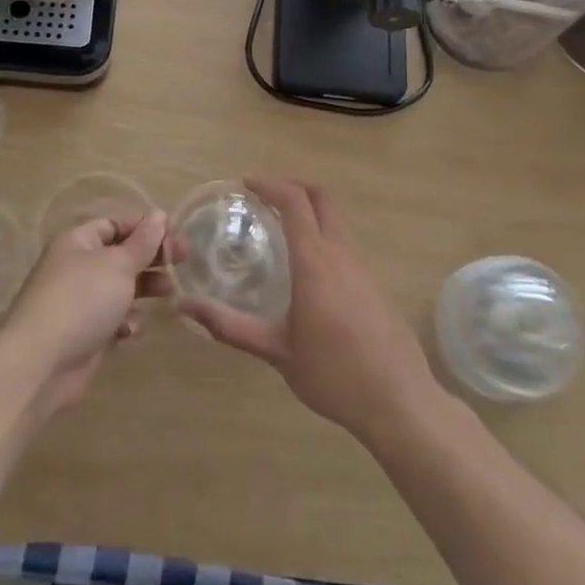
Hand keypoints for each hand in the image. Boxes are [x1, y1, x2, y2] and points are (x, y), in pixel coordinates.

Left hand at [0, 211, 169, 417]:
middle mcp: (77, 266)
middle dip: (151, 257)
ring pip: (121, 287)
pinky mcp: (85, 332)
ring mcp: (80, 301)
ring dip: (145, 288)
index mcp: (78, 241)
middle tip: (182, 261)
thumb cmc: (81, 301)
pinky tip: (130, 330)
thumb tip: (158, 215)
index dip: (148, 227)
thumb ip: (143, 242)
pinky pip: (113, 318)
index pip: (117, 223)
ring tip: (169, 292)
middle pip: (122, 254)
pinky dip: (126, 322)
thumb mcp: (118, 265)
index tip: (178, 236)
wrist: (40, 365)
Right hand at [178, 177, 442, 442]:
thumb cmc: (333, 375)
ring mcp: (362, 267)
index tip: (246, 184)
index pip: (295, 202)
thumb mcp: (277, 351)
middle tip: (263, 196)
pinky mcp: (374, 283)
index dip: (270, 184)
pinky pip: (345, 241)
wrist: (398, 400)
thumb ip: (231, 326)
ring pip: (336, 218)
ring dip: (309, 209)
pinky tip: (307, 264)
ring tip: (280, 226)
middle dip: (292, 186)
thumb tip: (186, 307)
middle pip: (321, 197)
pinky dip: (322, 232)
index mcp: (315, 262)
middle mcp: (341, 254)